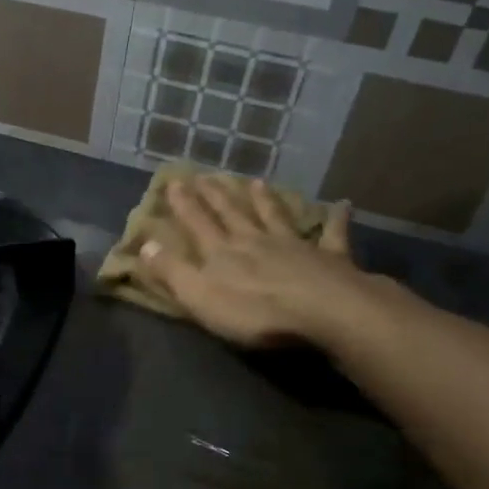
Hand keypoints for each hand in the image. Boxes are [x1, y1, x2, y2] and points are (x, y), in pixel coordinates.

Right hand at [132, 175, 368, 351]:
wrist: (325, 312)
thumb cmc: (256, 312)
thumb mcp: (200, 296)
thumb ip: (172, 271)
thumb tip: (145, 244)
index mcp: (223, 253)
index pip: (198, 224)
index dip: (184, 204)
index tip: (175, 181)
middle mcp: (256, 241)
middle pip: (233, 214)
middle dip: (217, 197)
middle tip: (208, 176)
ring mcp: (295, 247)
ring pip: (275, 217)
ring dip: (265, 200)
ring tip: (257, 182)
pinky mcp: (330, 258)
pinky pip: (333, 235)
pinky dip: (336, 219)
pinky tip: (342, 205)